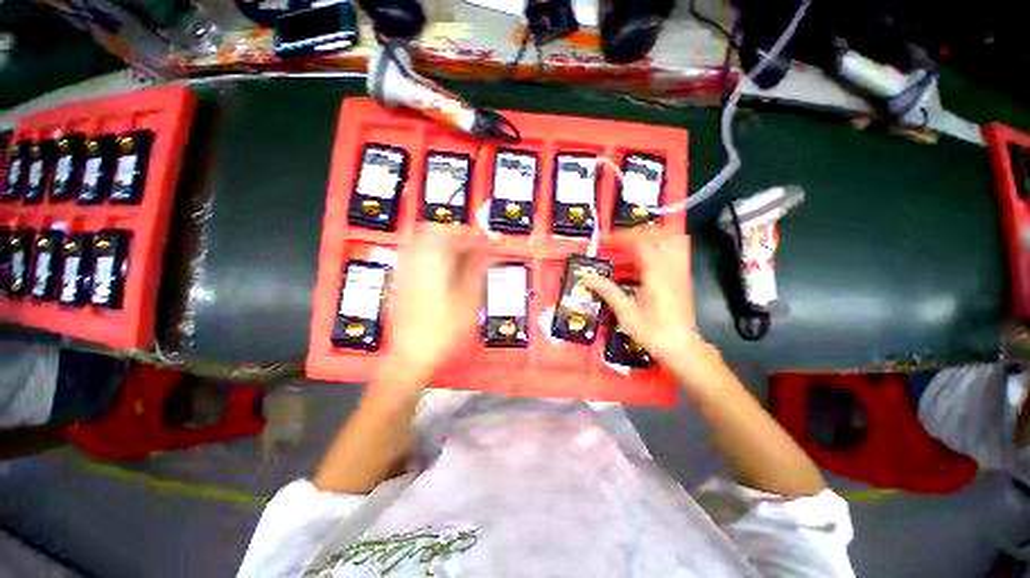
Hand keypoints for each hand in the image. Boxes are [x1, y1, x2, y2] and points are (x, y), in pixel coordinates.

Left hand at [383, 227, 478, 383]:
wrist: (410, 356)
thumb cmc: (441, 331)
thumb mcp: (468, 301)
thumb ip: (477, 271)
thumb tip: (487, 254)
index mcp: (431, 263)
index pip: (450, 232)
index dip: (469, 233)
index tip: (483, 240)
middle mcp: (413, 262)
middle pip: (432, 232)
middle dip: (455, 236)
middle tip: (472, 248)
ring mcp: (404, 273)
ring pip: (423, 244)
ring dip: (444, 246)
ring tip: (461, 260)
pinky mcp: (400, 284)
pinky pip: (417, 259)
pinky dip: (433, 258)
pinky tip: (445, 274)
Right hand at [580, 232, 726, 393]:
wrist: (682, 348)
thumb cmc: (653, 333)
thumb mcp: (627, 314)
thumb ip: (608, 292)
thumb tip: (587, 278)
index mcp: (656, 275)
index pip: (639, 243)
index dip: (620, 237)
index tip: (604, 241)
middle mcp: (671, 268)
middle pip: (657, 235)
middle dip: (635, 232)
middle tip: (617, 240)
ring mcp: (680, 271)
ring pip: (670, 240)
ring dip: (650, 236)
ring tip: (631, 242)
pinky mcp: (682, 277)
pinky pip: (674, 251)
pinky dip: (659, 245)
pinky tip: (646, 256)